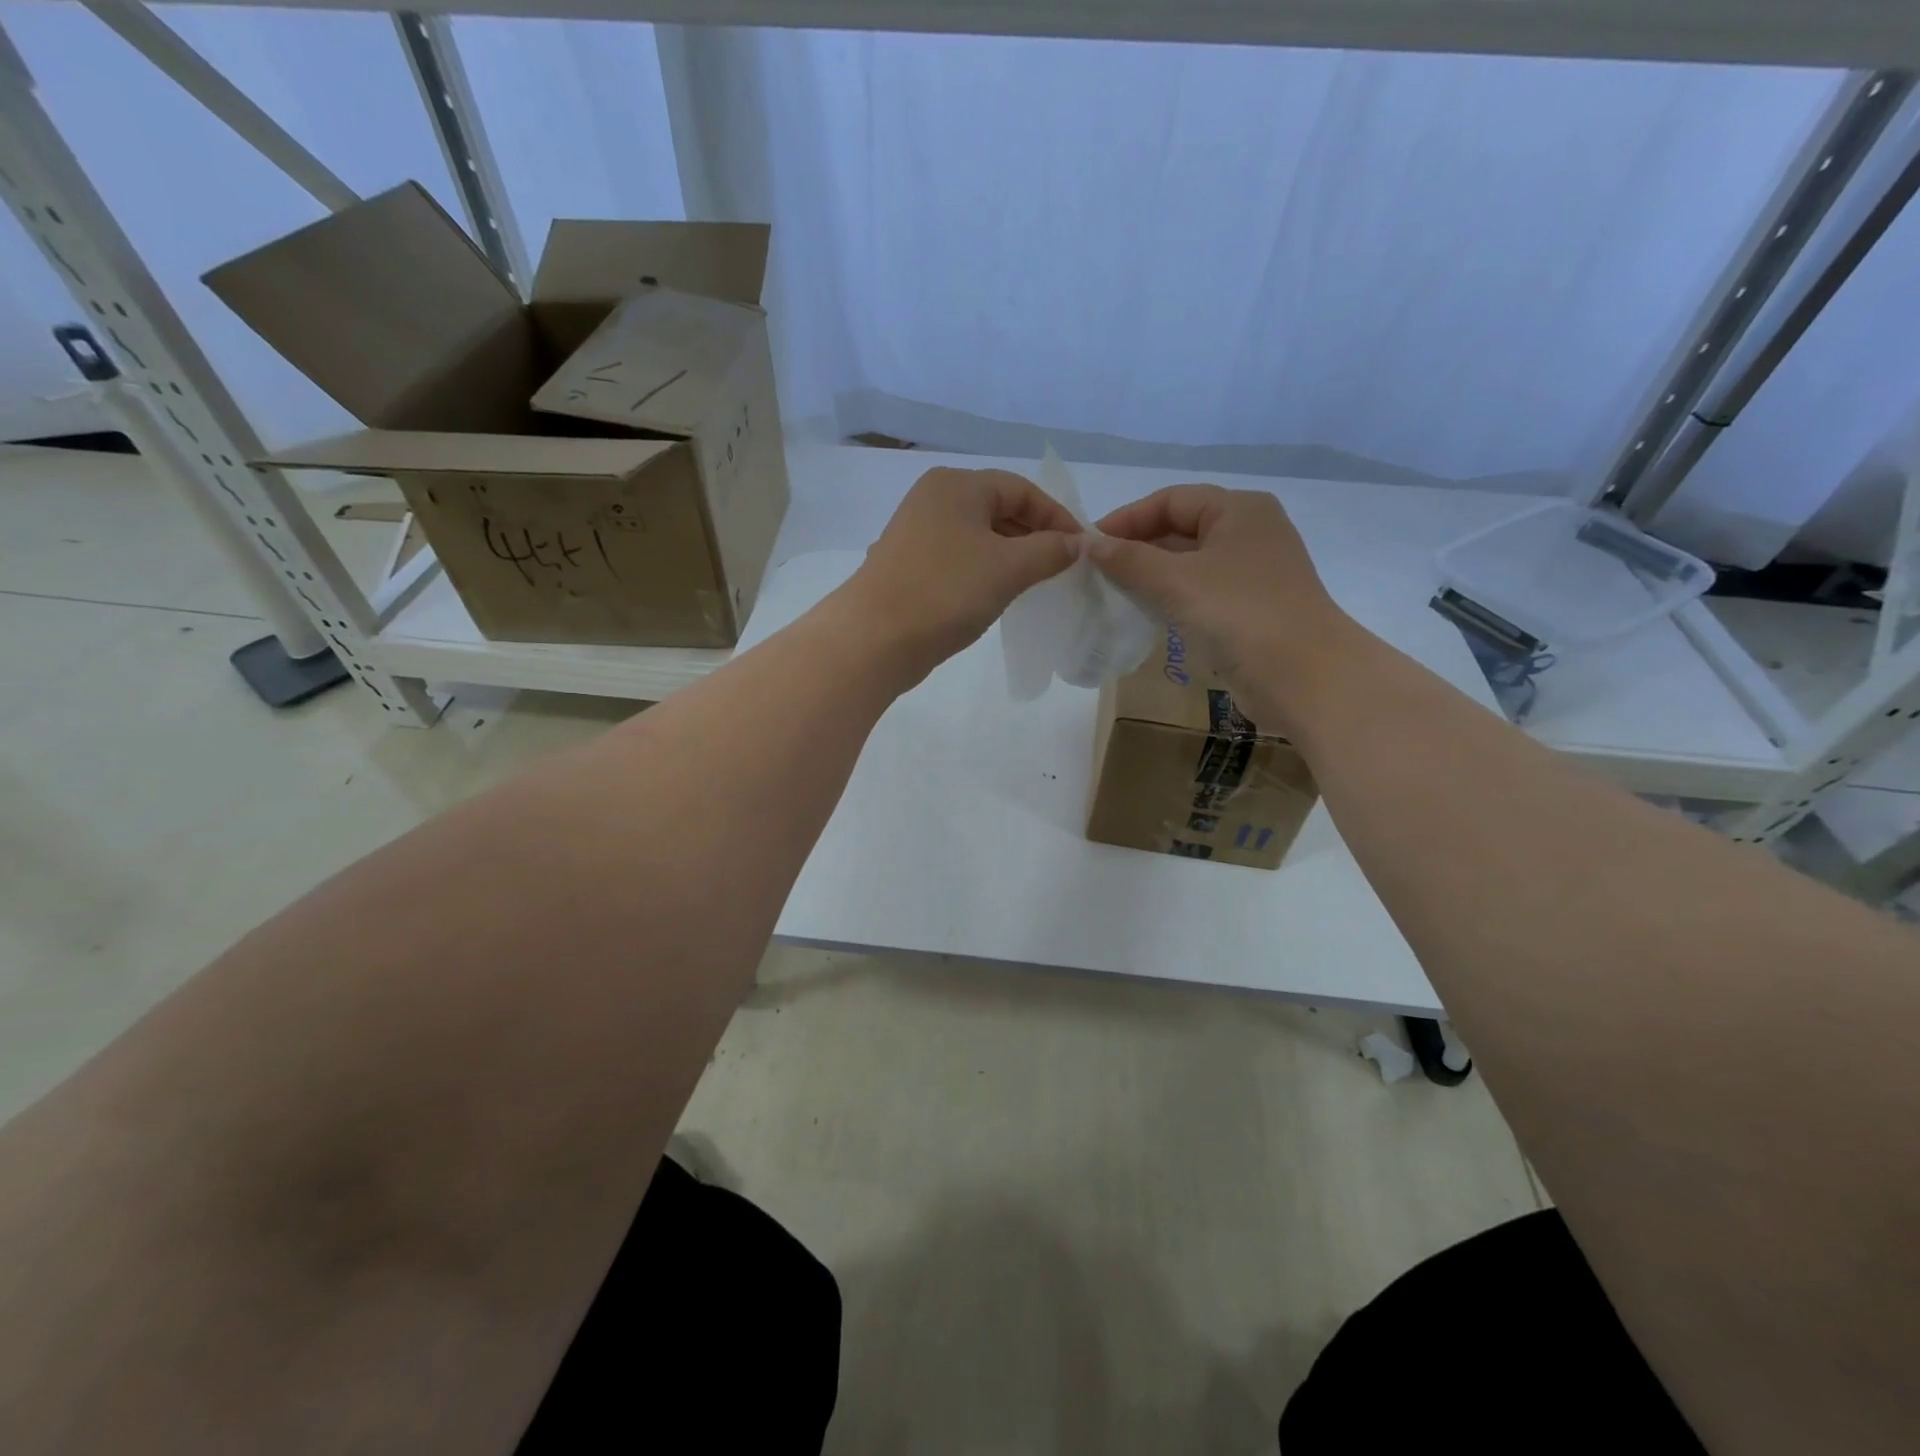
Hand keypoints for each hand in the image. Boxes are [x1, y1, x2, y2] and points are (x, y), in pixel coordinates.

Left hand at [845, 466, 1078, 676]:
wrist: (875, 638)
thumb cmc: (946, 592)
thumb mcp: (1009, 568)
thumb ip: (1050, 551)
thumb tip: (1077, 544)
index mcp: (957, 485)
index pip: (1021, 489)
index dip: (1057, 517)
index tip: (1082, 549)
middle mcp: (934, 499)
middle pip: (999, 509)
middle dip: (1034, 537)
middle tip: (1063, 569)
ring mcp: (917, 533)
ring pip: (979, 537)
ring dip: (1012, 556)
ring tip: (1037, 584)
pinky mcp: (910, 565)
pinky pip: (960, 559)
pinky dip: (985, 572)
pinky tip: (999, 596)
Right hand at [1088, 484, 1354, 723]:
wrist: (1303, 676)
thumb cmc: (1240, 613)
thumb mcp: (1176, 581)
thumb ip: (1129, 560)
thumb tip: (1087, 544)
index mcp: (1238, 510)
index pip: (1171, 500)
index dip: (1127, 519)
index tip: (1088, 545)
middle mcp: (1248, 533)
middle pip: (1180, 529)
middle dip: (1137, 548)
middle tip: (1094, 572)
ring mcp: (1252, 573)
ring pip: (1188, 564)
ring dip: (1150, 576)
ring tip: (1110, 593)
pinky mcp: (1249, 609)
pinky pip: (1199, 593)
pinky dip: (1170, 599)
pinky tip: (1143, 615)